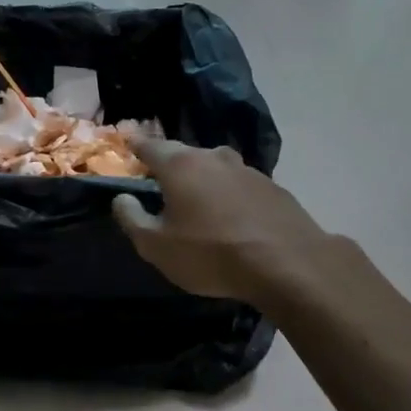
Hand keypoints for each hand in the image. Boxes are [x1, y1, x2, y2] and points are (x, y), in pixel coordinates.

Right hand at [113, 140, 332, 309]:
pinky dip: (229, 195)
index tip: (126, 147)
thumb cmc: (211, 254)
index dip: (135, 147)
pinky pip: (239, 185)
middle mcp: (213, 157)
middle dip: (169, 165)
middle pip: (184, 154)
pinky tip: (231, 217)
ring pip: (215, 168)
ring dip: (202, 180)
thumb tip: (121, 198)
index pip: (149, 146)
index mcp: (180, 165)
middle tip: (160, 182)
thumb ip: (132, 219)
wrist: (288, 264)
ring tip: (197, 201)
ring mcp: (247, 170)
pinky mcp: (273, 188)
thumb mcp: (157, 246)